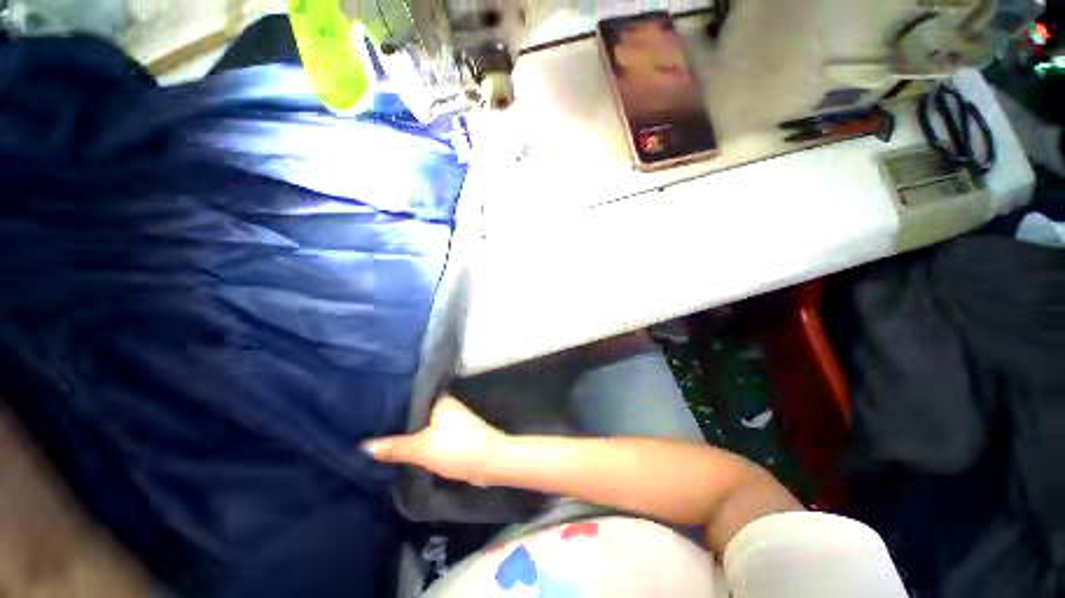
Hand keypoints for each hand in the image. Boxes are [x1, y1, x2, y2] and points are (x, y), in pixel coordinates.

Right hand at [362, 395, 507, 485]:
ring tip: (377, 434)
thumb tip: (364, 446)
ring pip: (422, 423)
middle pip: (415, 411)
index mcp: (439, 400)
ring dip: (406, 431)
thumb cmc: (456, 448)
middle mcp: (444, 405)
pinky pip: (429, 433)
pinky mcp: (453, 433)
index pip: (410, 396)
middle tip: (367, 424)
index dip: (390, 403)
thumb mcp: (421, 448)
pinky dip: (417, 439)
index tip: (368, 407)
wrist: (489, 462)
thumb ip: (394, 447)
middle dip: (396, 419)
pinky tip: (401, 446)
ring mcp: (450, 419)